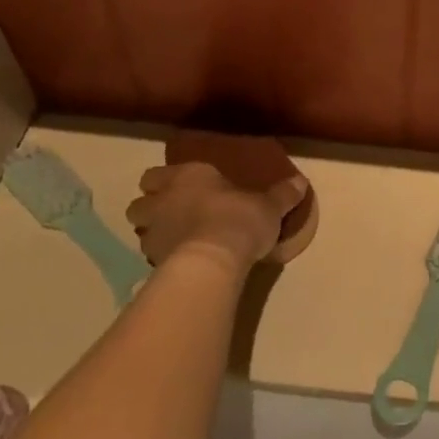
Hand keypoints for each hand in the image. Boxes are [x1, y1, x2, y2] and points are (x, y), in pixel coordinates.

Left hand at [124, 163, 309, 269]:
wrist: (215, 259)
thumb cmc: (239, 219)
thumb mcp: (270, 206)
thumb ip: (283, 194)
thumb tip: (300, 181)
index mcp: (187, 176)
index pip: (156, 174)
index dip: (163, 182)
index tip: (179, 189)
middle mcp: (163, 200)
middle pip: (138, 204)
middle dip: (150, 208)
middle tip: (172, 216)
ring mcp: (154, 232)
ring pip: (140, 231)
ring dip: (153, 234)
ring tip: (175, 242)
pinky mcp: (153, 262)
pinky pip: (151, 257)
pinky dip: (162, 259)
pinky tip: (181, 264)